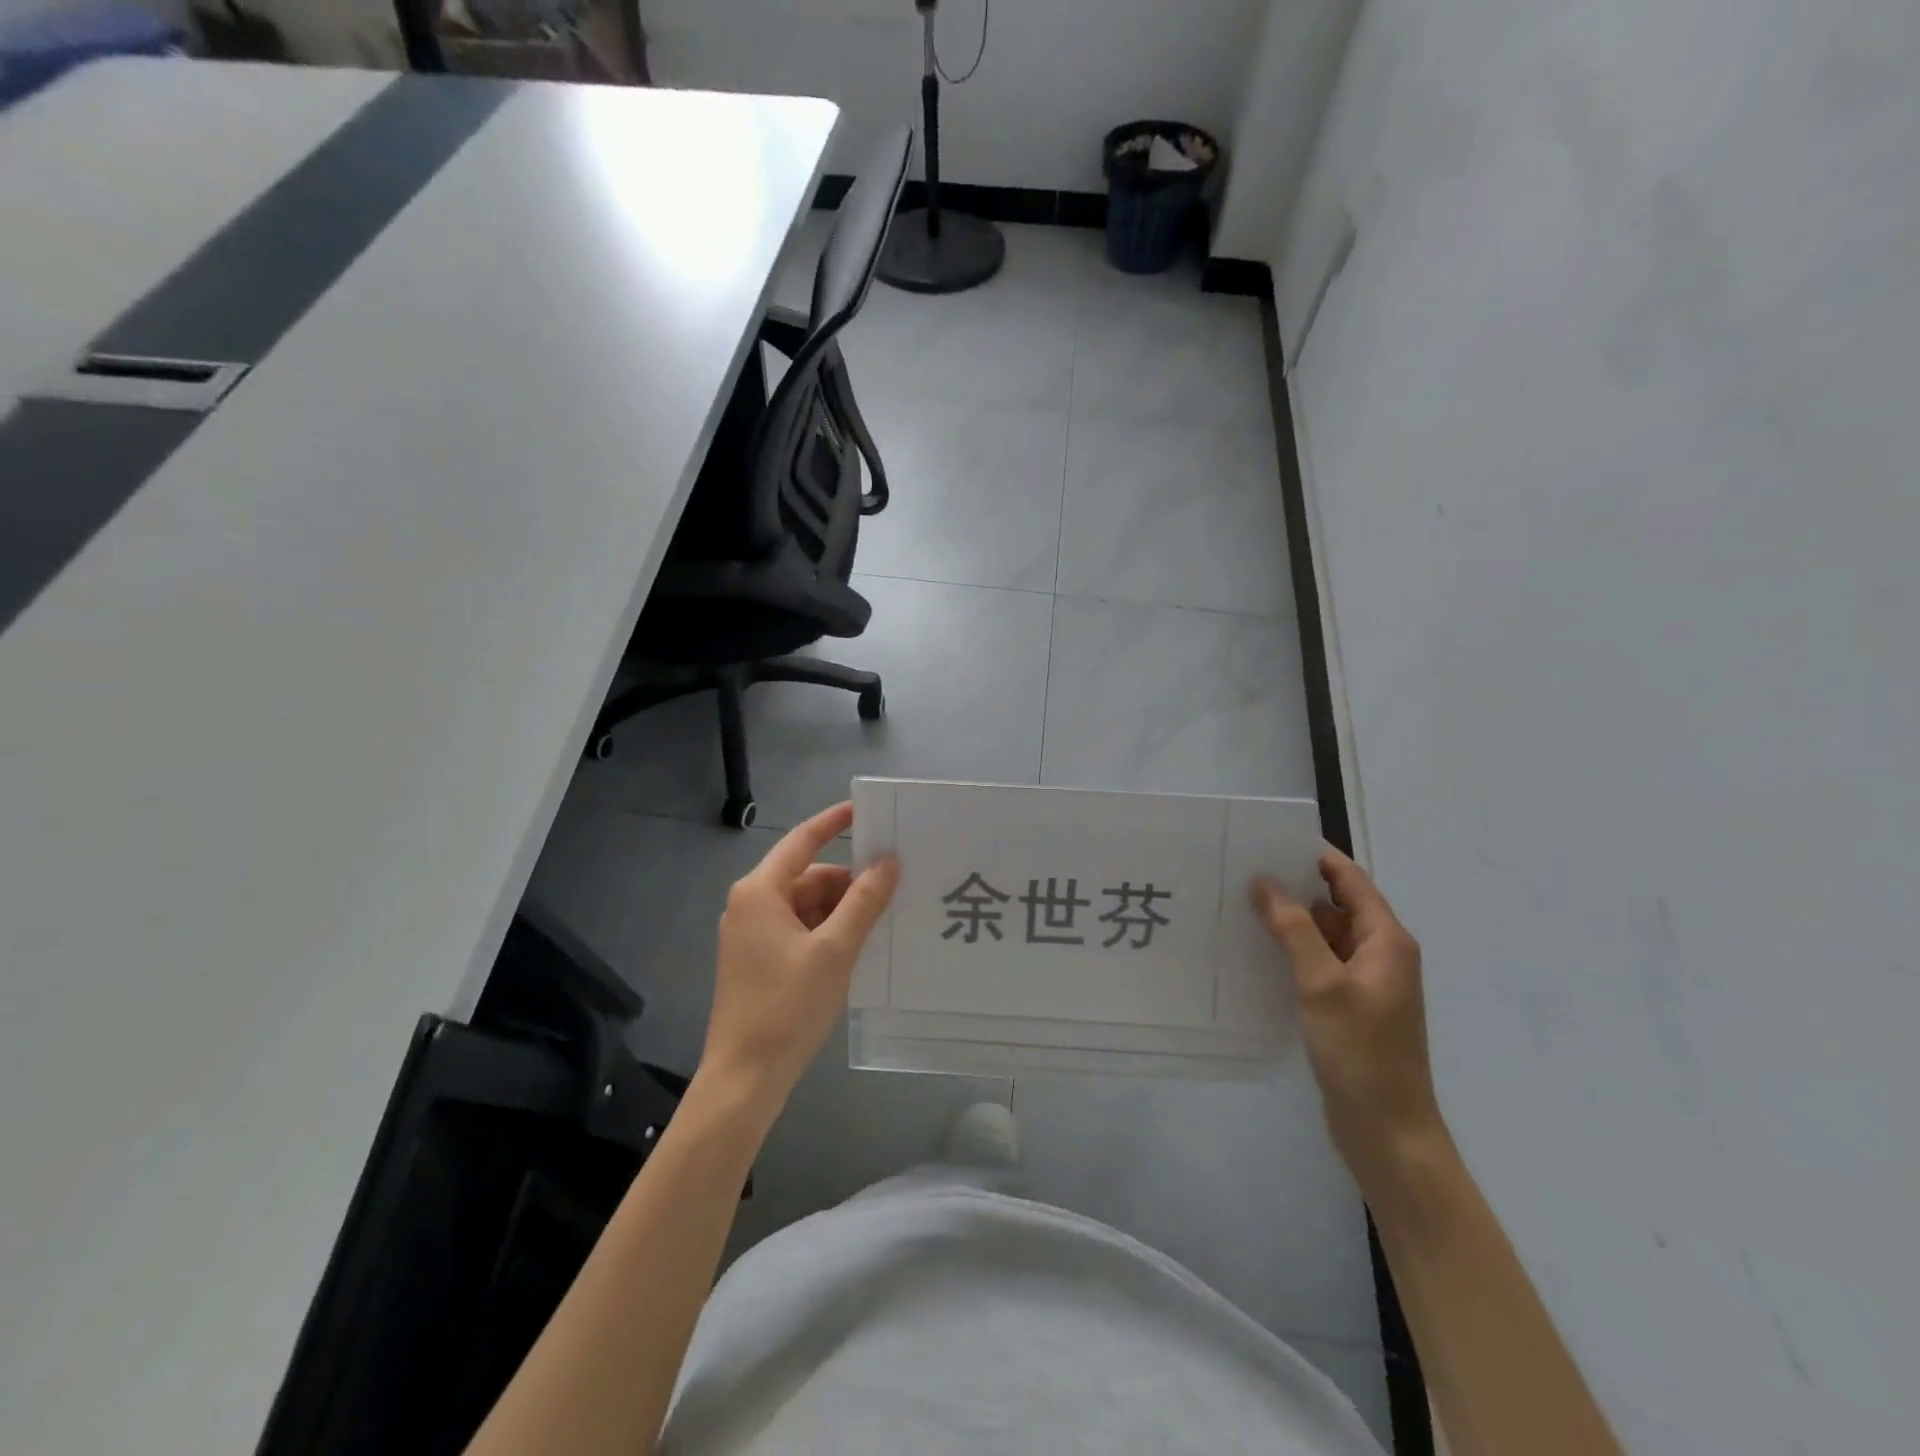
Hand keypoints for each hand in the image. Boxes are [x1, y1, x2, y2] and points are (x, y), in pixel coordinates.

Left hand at [699, 801, 897, 1115]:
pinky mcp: (758, 961)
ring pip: (806, 906)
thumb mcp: (835, 950)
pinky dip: (828, 932)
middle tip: (895, 885)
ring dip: (842, 910)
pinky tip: (860, 946)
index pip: (803, 840)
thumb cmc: (787, 1007)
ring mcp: (752, 935)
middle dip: (849, 881)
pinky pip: (800, 930)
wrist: (743, 1079)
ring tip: (885, 919)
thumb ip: (863, 901)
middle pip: (808, 877)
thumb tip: (887, 861)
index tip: (867, 811)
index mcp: (760, 892)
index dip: (834, 822)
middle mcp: (751, 905)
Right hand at [1251, 849, 1447, 1190]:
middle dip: (1293, 886)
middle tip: (1241, 871)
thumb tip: (1265, 881)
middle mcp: (1379, 953)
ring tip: (1239, 905)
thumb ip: (1294, 930)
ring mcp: (1365, 982)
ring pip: (1324, 935)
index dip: (1313, 856)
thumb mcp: (1322, 985)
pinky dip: (1292, 951)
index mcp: (1386, 940)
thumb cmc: (1361, 1053)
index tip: (1268, 839)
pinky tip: (1255, 951)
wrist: (1388, 1131)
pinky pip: (1318, 963)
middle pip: (1335, 904)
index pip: (1349, 879)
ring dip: (1290, 921)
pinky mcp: (1349, 1005)